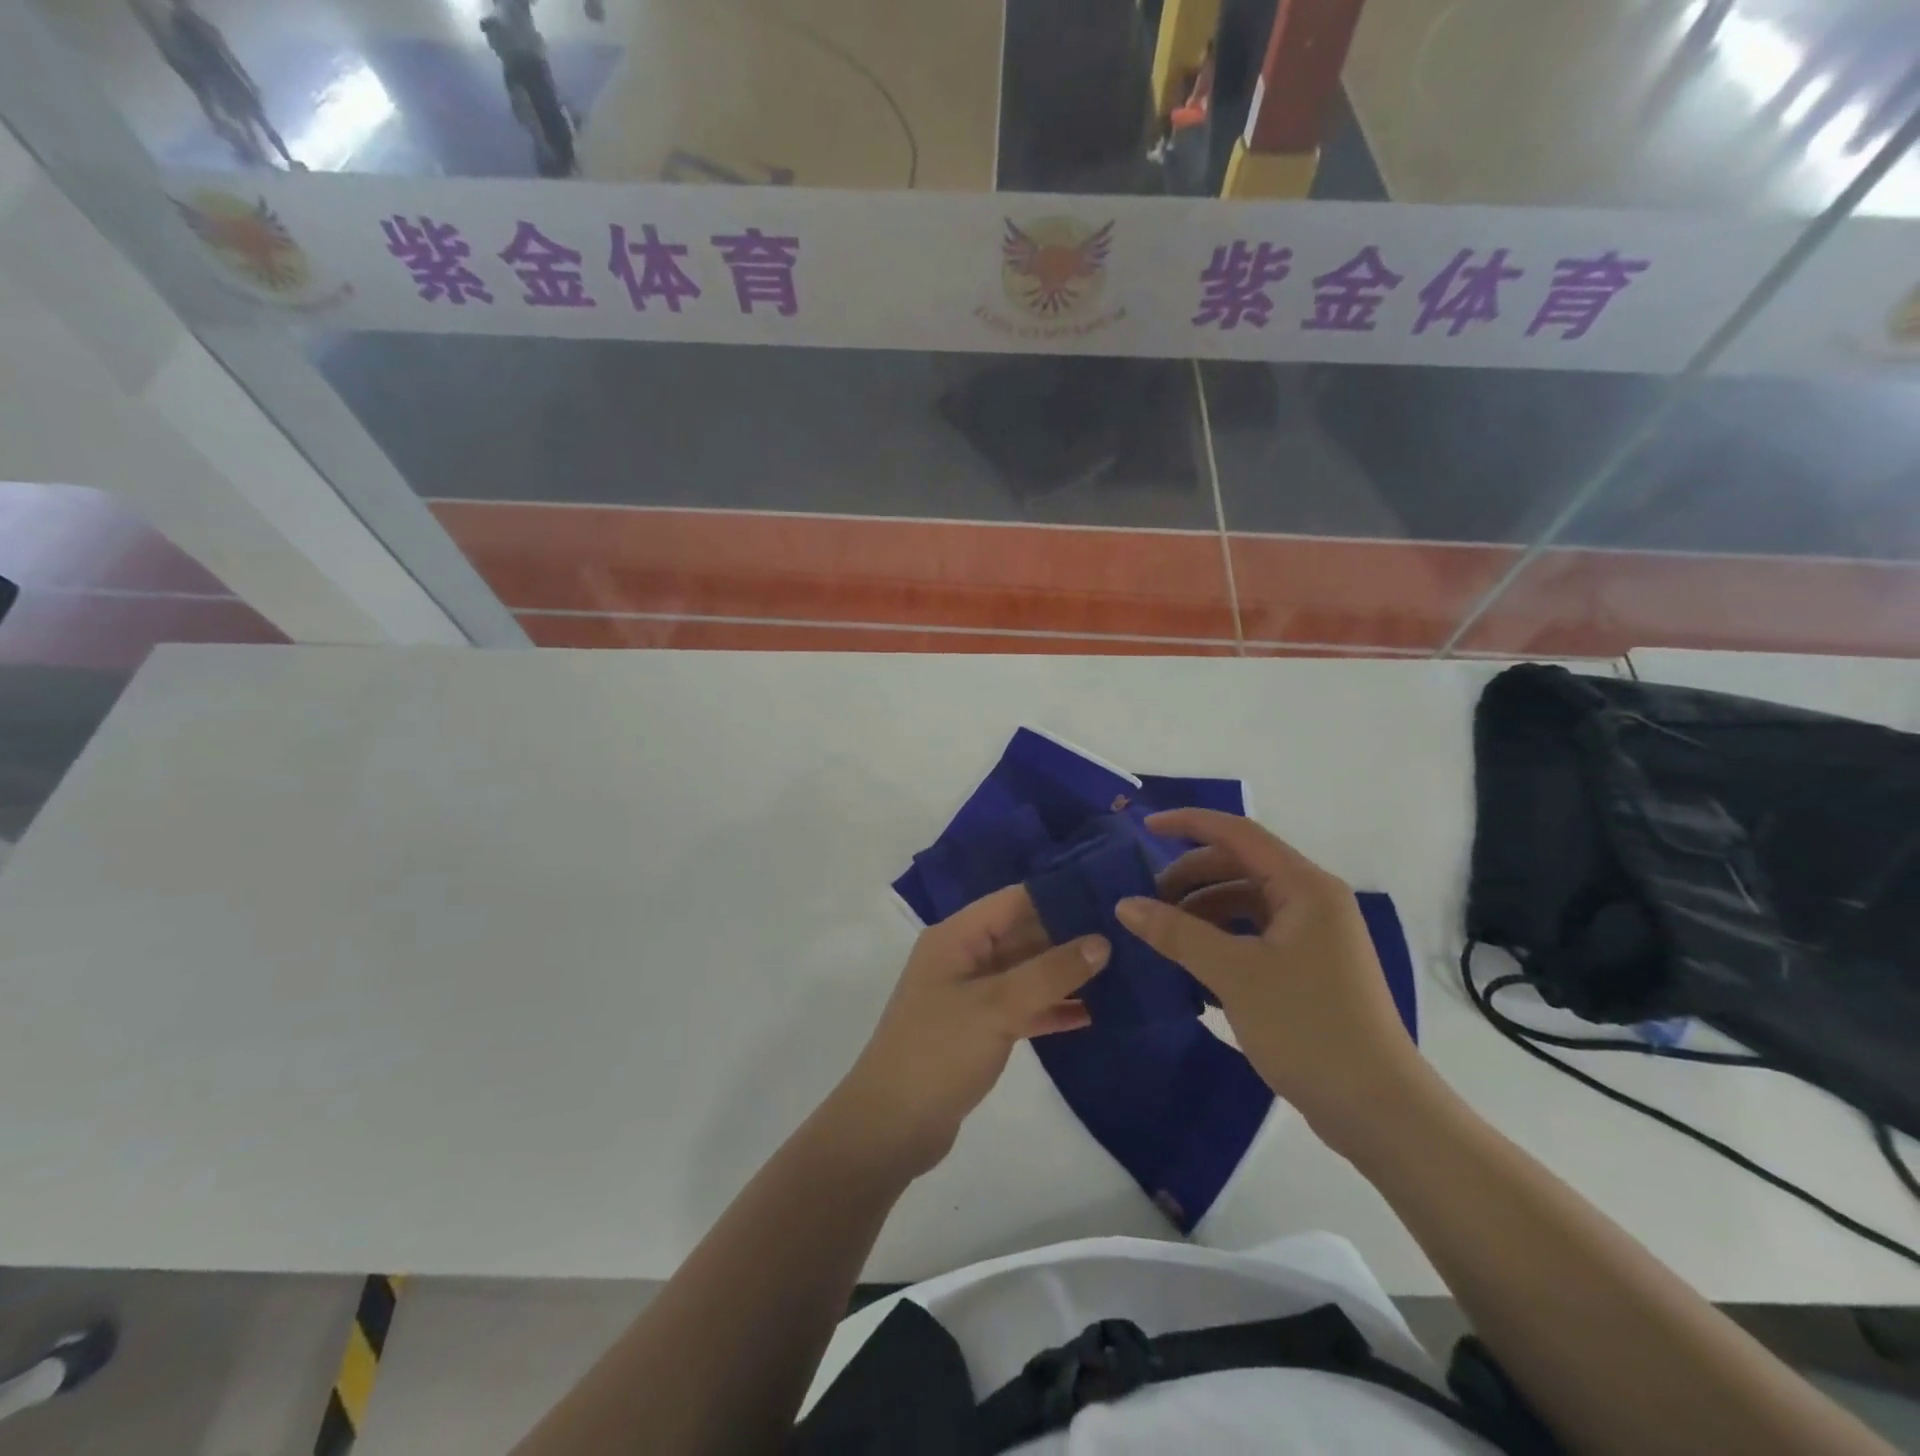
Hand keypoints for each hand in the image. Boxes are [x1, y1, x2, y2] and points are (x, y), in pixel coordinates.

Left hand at [832, 887, 1107, 1175]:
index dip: (1060, 895)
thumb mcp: (998, 1006)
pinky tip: (1093, 1014)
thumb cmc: (939, 1051)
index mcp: (957, 936)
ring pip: (1026, 972)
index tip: (1109, 896)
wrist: (891, 1126)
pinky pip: (1022, 1007)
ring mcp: (970, 994)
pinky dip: (1051, 1008)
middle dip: (1069, 936)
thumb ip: (1050, 972)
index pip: (1015, 901)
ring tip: (1121, 970)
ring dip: (1065, 974)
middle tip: (1126, 935)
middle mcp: (963, 957)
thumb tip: (1101, 941)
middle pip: (1023, 934)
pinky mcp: (978, 1028)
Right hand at [1115, 808, 1429, 1150]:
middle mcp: (1313, 901)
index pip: (1238, 833)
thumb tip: (1125, 904)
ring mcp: (1314, 937)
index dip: (1189, 823)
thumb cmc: (1308, 1026)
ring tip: (1164, 936)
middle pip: (1240, 867)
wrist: (1378, 1110)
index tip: (1144, 827)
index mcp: (1305, 886)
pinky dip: (1221, 940)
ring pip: (1246, 903)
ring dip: (1203, 911)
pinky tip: (1192, 968)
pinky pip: (1255, 936)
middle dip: (1191, 876)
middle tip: (1148, 900)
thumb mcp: (1234, 974)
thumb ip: (1177, 933)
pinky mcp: (1309, 969)